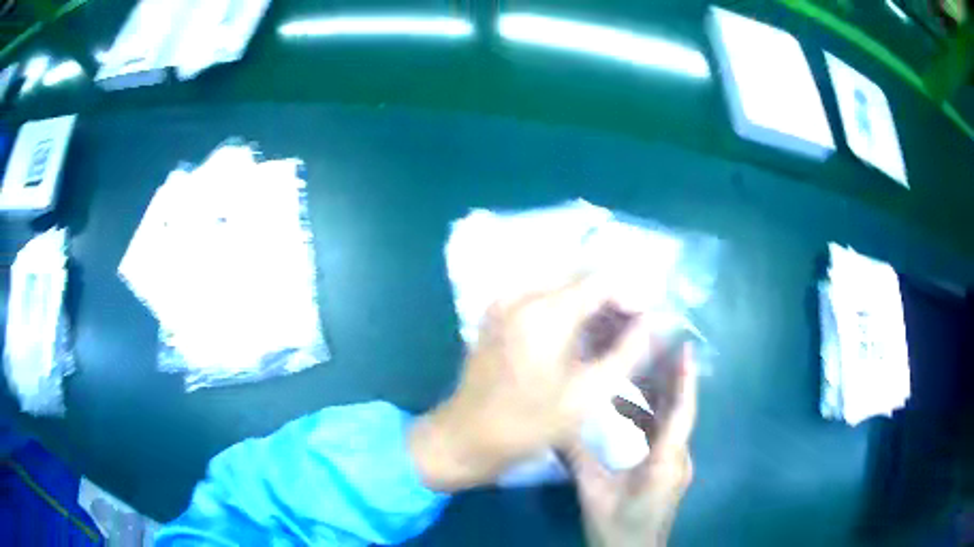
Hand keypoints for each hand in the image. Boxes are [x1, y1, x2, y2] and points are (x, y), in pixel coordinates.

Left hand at [409, 275, 654, 491]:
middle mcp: (521, 294)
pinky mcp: (496, 314)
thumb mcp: (587, 395)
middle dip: (613, 298)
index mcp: (545, 312)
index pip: (602, 280)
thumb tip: (652, 322)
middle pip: (581, 278)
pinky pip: (541, 297)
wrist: (465, 437)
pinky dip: (566, 310)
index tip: (649, 319)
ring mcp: (504, 302)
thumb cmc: (528, 424)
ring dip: (591, 304)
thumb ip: (626, 353)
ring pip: (562, 287)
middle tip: (634, 330)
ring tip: (612, 336)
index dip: (632, 294)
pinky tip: (580, 337)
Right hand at [563, 343, 696, 546]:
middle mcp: (679, 459)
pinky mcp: (669, 473)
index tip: (685, 349)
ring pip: (672, 424)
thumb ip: (579, 458)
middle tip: (653, 348)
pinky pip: (665, 437)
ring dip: (659, 399)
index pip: (681, 412)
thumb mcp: (594, 492)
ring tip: (638, 372)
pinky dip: (651, 419)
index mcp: (666, 461)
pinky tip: (630, 411)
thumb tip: (558, 424)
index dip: (685, 380)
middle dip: (670, 380)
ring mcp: (676, 467)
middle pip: (680, 413)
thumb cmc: (617, 526)